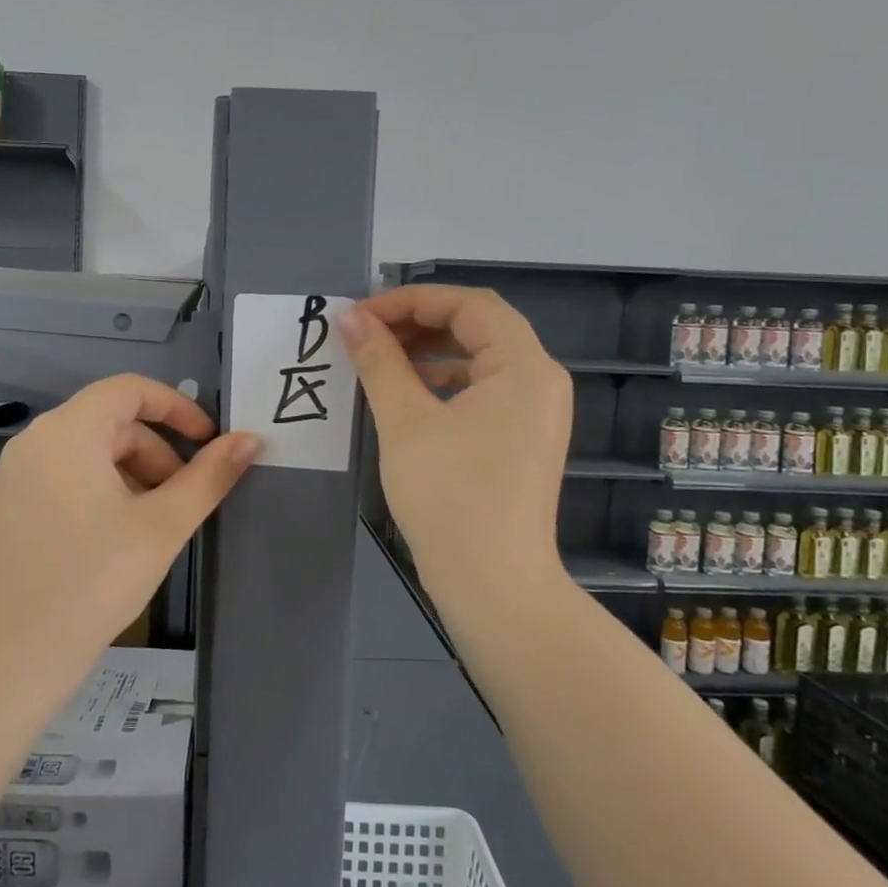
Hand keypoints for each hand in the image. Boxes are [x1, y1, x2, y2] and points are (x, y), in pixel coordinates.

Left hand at [0, 375, 259, 687]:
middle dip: (157, 454)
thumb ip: (209, 477)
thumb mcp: (162, 526)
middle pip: (111, 424)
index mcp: (68, 431)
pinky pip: (63, 478)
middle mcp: (34, 441)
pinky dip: (99, 492)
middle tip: (183, 501)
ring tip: (152, 527)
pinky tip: (114, 540)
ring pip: (88, 454)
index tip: (209, 443)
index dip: (177, 408)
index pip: (130, 390)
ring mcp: (13, 475)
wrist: (10, 658)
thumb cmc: (93, 581)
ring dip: (131, 476)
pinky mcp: (6, 507)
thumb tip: (250, 440)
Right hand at [339, 286, 571, 590]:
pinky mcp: (521, 438)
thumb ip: (378, 361)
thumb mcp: (405, 421)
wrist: (493, 585)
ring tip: (377, 360)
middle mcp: (539, 381)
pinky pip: (481, 390)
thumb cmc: (450, 496)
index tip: (361, 315)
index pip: (469, 305)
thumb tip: (349, 317)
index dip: (411, 300)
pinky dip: (442, 382)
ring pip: (477, 358)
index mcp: (524, 367)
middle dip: (417, 323)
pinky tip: (405, 396)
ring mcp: (534, 412)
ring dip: (427, 352)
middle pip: (477, 327)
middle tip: (365, 334)